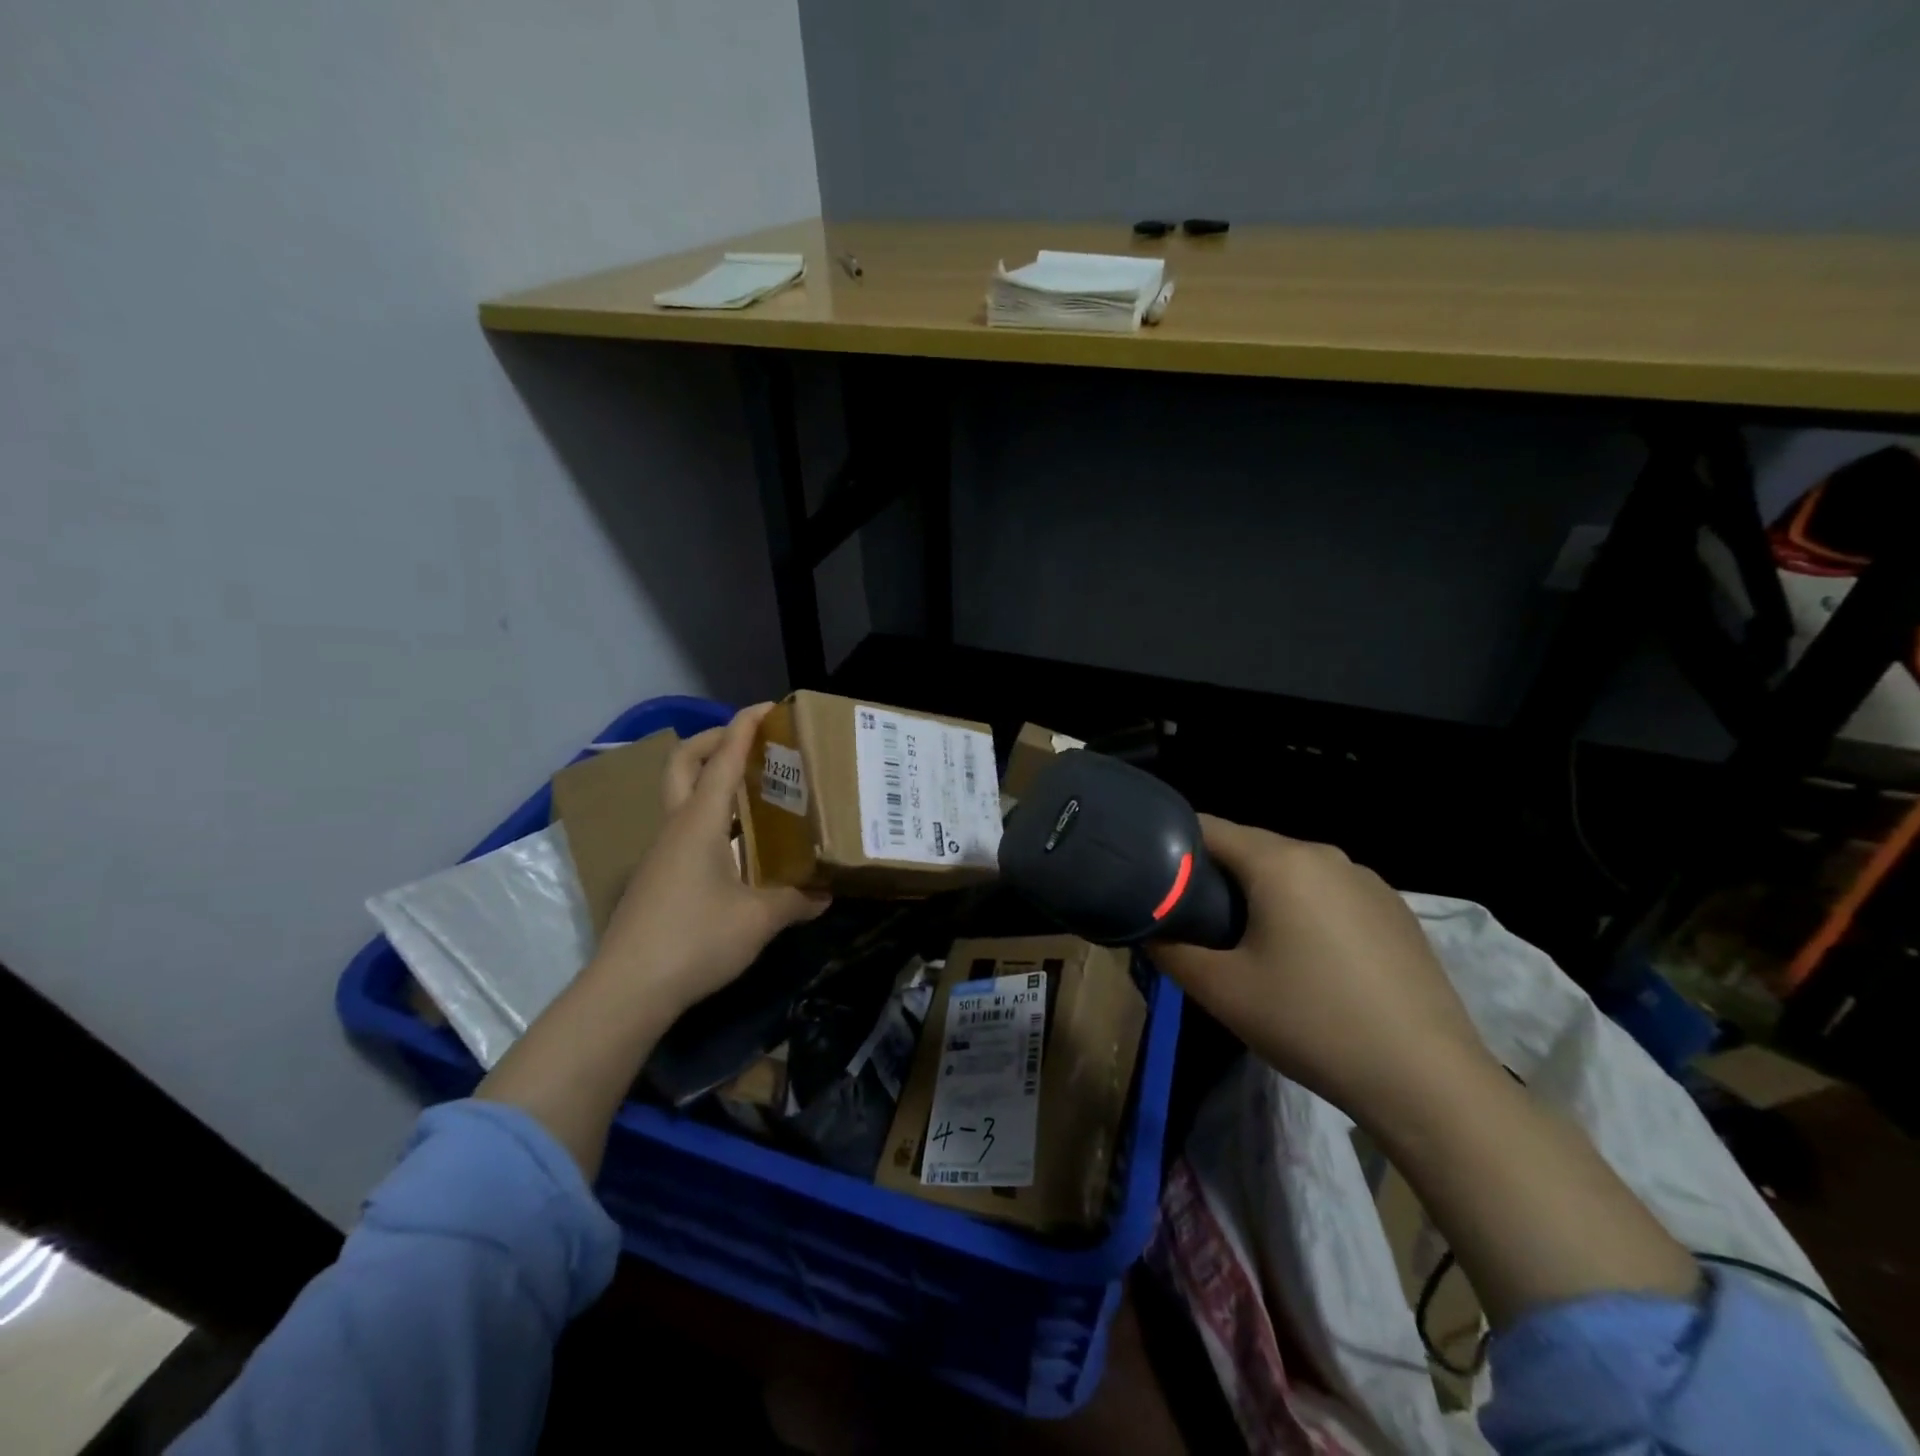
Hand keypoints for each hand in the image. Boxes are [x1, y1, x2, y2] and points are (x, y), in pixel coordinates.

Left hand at [591, 702, 829, 1018]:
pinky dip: (710, 816)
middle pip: (684, 763)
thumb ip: (795, 901)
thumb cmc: (695, 940)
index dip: (744, 728)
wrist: (627, 989)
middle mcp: (676, 827)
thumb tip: (825, 893)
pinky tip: (738, 843)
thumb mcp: (758, 921)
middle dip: (715, 740)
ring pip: (682, 796)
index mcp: (699, 823)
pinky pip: (685, 827)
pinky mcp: (657, 877)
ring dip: (712, 779)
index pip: (722, 760)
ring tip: (755, 789)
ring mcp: (661, 852)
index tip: (767, 706)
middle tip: (752, 741)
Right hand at [1150, 816, 1495, 1126]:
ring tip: (1247, 944)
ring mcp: (1367, 881)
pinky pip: (1328, 893)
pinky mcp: (1395, 911)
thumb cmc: (1311, 1023)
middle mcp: (1325, 855)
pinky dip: (1302, 910)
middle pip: (1250, 848)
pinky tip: (1307, 960)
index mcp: (1280, 862)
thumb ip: (1170, 949)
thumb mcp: (1221, 991)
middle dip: (1215, 876)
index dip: (1171, 846)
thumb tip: (1148, 928)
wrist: (1427, 1080)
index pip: (1208, 827)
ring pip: (1291, 871)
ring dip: (1259, 894)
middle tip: (1193, 921)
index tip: (1150, 878)